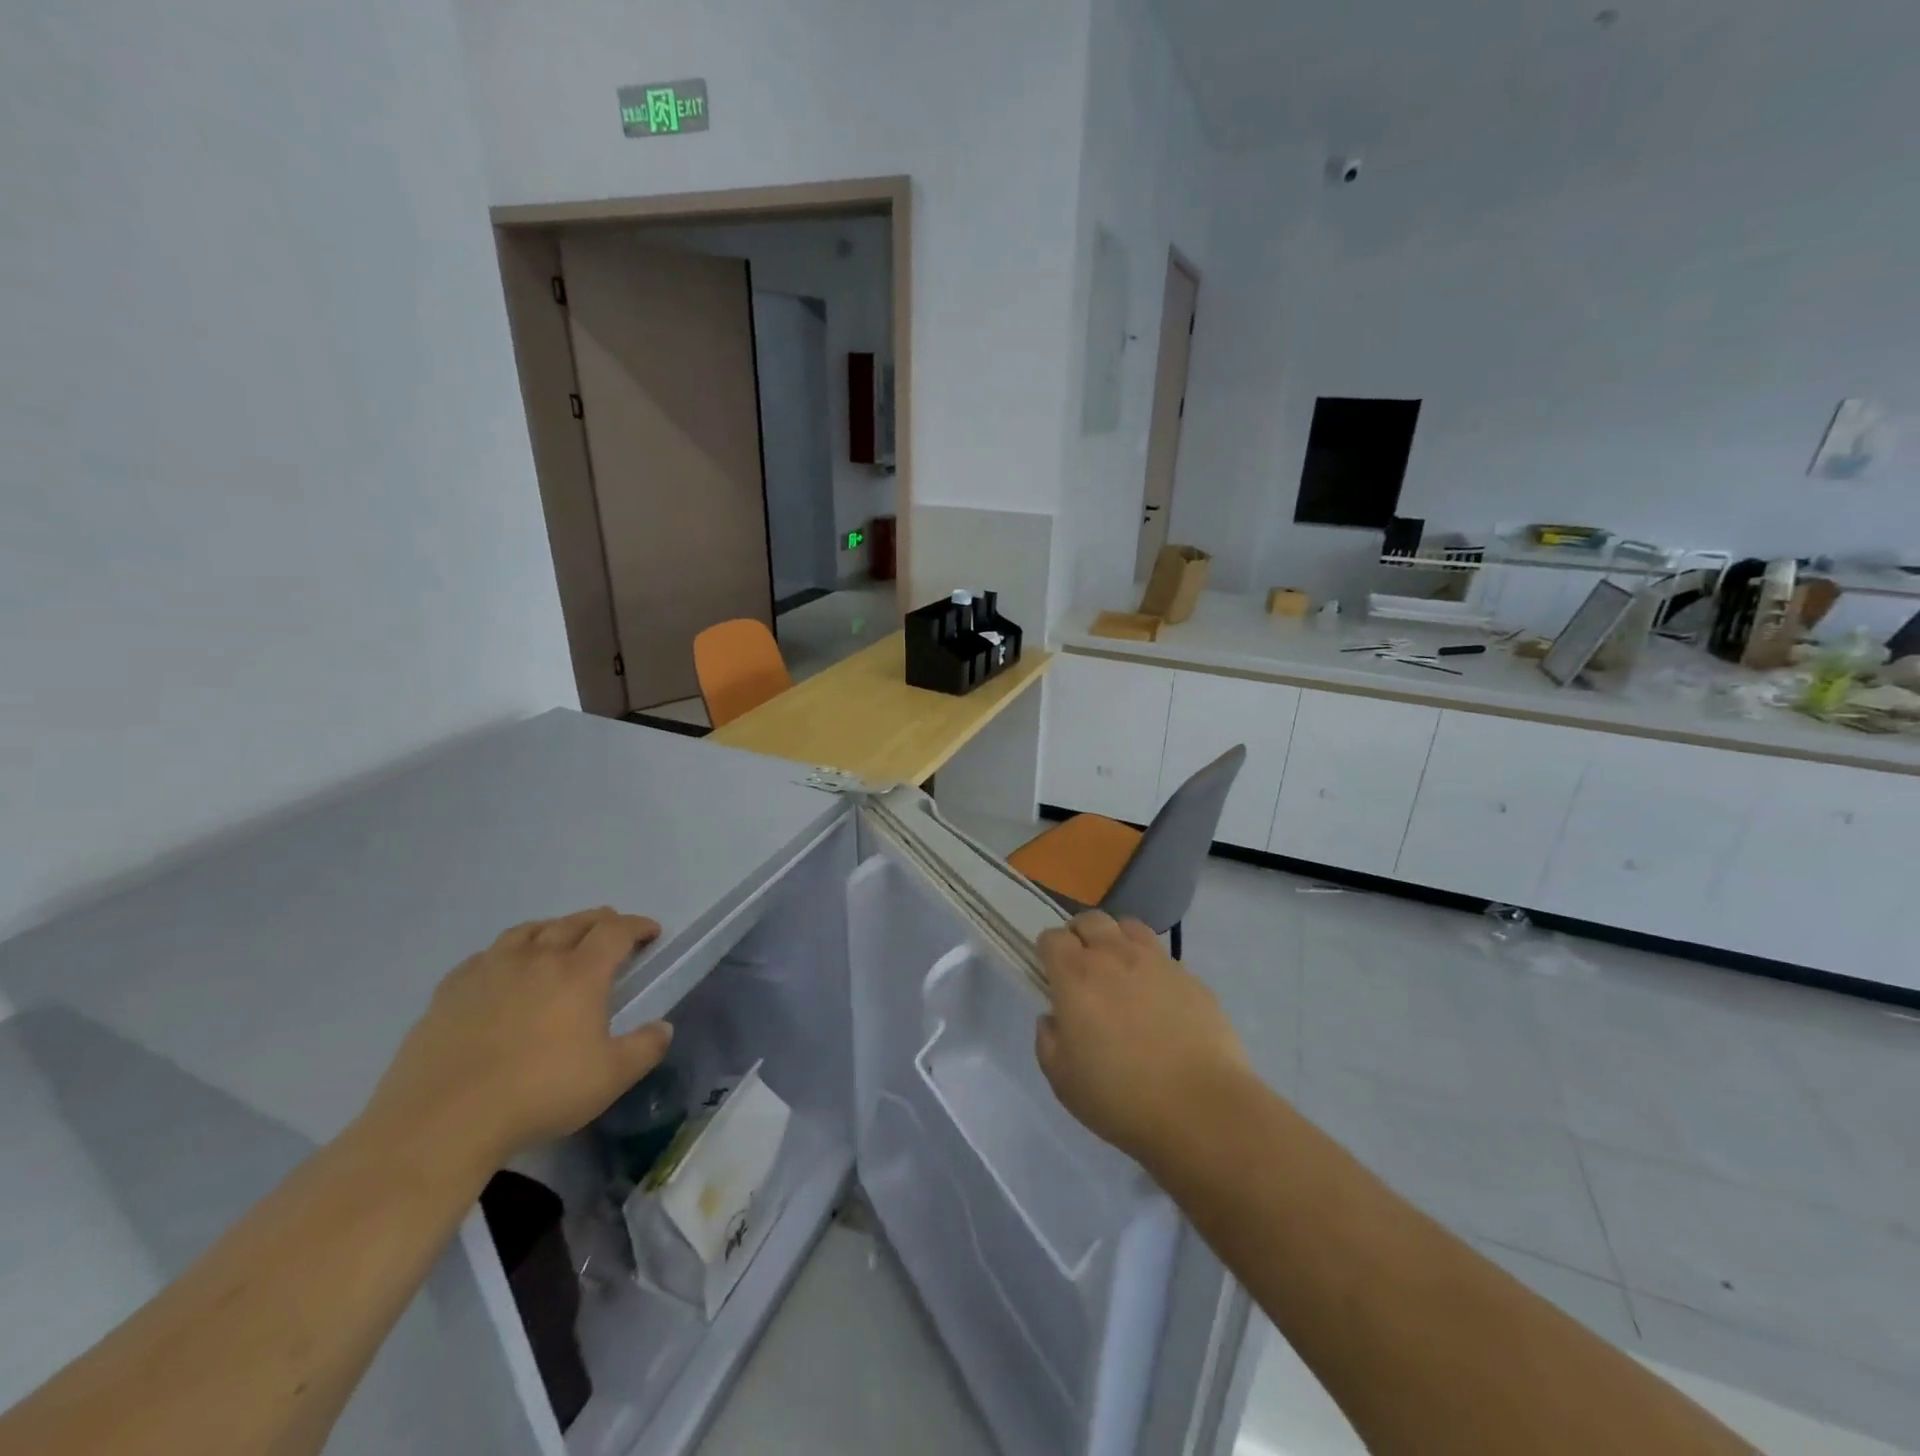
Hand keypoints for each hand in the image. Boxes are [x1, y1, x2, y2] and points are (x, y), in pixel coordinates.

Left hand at [363, 908, 671, 1171]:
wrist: (443, 1121)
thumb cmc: (538, 1094)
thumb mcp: (610, 1078)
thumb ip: (645, 1048)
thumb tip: (663, 1027)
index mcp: (580, 973)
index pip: (616, 931)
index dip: (638, 926)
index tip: (651, 932)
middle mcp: (537, 958)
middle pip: (574, 922)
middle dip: (601, 921)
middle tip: (612, 931)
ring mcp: (490, 970)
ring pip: (528, 930)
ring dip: (554, 928)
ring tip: (559, 939)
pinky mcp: (450, 990)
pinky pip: (487, 954)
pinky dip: (508, 952)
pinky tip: (504, 970)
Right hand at [1034, 911, 1251, 1165]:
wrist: (1200, 1109)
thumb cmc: (1120, 1098)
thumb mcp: (1062, 1080)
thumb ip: (1048, 1041)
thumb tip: (1053, 1018)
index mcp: (1076, 976)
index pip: (1052, 938)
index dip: (1048, 951)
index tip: (1050, 973)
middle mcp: (1114, 956)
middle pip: (1091, 920)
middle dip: (1080, 935)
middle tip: (1081, 966)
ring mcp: (1157, 962)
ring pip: (1129, 927)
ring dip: (1116, 940)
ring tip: (1120, 970)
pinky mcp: (1191, 977)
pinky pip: (1163, 957)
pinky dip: (1152, 967)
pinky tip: (1158, 1000)